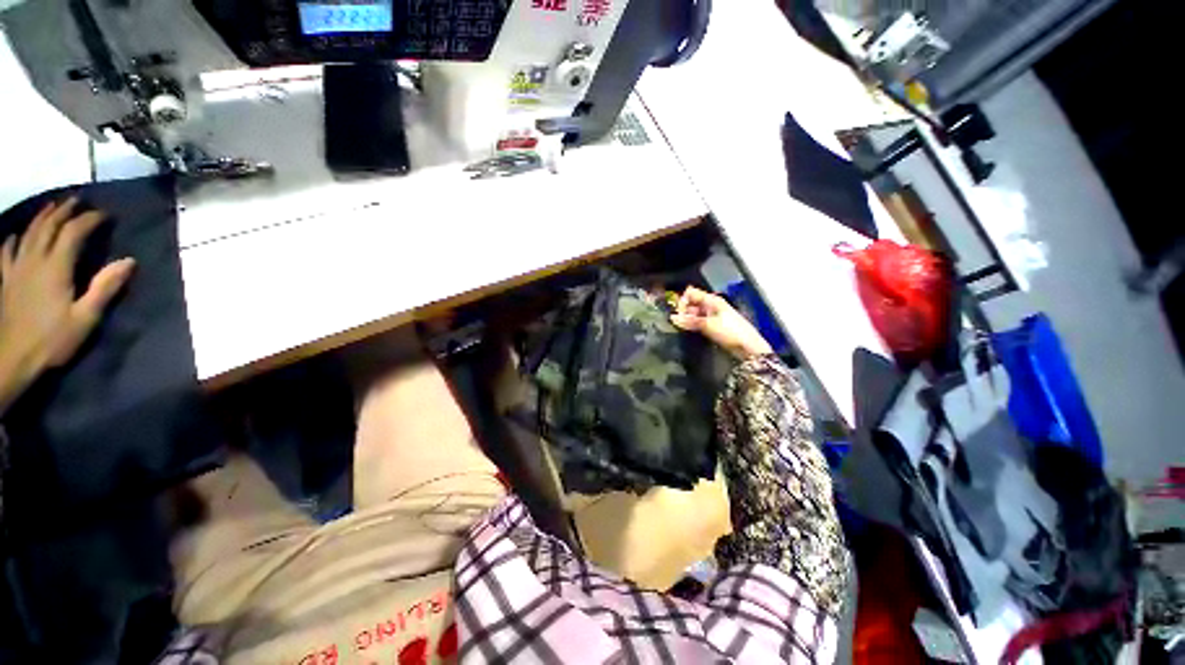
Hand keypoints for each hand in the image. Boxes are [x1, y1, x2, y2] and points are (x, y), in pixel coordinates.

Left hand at [0, 197, 134, 414]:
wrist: (11, 359)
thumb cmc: (53, 340)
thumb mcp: (86, 318)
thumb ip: (105, 288)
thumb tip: (129, 262)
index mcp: (56, 267)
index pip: (74, 232)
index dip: (89, 219)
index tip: (105, 214)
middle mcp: (35, 260)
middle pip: (48, 226)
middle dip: (64, 211)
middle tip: (77, 200)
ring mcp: (16, 269)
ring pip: (28, 233)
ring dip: (41, 217)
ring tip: (51, 207)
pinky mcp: (6, 280)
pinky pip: (6, 252)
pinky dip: (12, 240)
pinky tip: (15, 236)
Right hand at [670, 286, 772, 360]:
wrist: (749, 348)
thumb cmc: (731, 332)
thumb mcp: (708, 325)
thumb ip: (690, 321)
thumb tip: (672, 318)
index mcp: (712, 300)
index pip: (691, 293)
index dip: (683, 301)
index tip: (679, 313)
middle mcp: (712, 305)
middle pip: (692, 302)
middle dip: (684, 311)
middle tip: (679, 323)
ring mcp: (713, 315)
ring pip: (694, 313)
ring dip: (688, 319)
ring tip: (684, 328)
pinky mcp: (713, 326)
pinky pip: (699, 322)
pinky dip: (693, 325)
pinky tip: (690, 331)